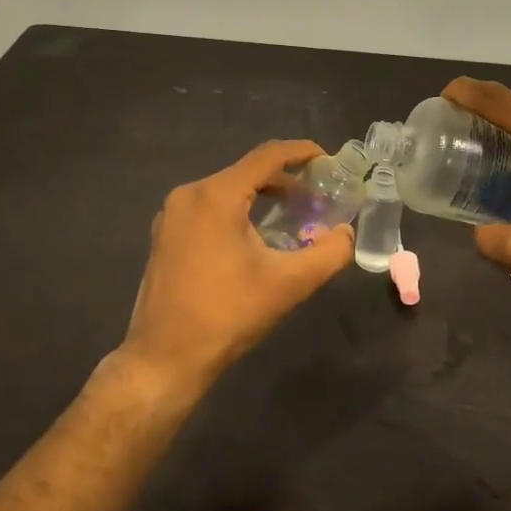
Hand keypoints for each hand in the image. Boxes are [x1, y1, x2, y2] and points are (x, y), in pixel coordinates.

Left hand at [119, 140, 353, 394]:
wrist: (164, 359)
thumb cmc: (227, 315)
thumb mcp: (288, 284)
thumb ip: (328, 253)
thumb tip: (346, 233)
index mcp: (216, 195)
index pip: (267, 156)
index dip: (301, 152)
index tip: (328, 160)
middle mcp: (189, 194)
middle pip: (246, 172)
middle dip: (285, 180)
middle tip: (317, 197)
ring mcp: (171, 214)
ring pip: (226, 190)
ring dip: (261, 197)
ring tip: (292, 216)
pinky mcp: (165, 234)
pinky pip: (208, 208)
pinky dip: (237, 211)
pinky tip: (255, 237)